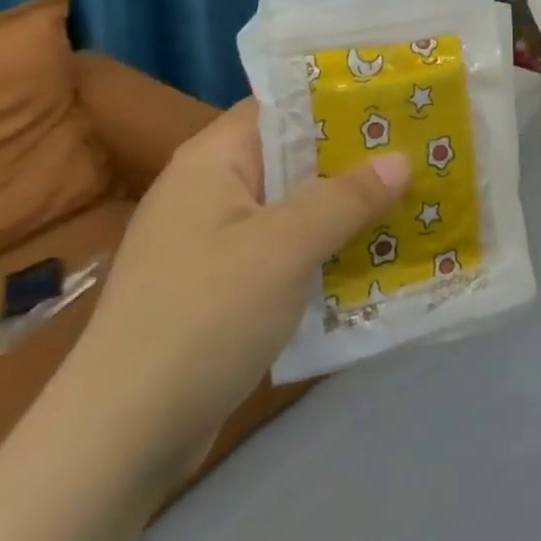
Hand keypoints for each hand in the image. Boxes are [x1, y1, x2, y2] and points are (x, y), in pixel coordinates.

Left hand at [69, 100, 409, 486]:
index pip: (282, 107)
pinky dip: (325, 252)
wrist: (119, 440)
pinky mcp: (222, 289)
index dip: (338, 101)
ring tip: (413, 203)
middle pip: (294, 158)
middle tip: (420, 154)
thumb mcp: (285, 247)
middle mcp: (210, 191)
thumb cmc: (203, 317)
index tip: (398, 103)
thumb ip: (346, 198)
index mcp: (213, 160)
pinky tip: (374, 260)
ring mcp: (214, 243)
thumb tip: (401, 160)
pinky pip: (286, 253)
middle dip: (356, 160)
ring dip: (346, 210)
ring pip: (295, 209)